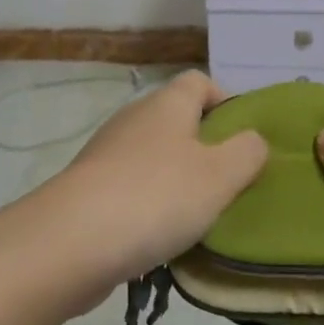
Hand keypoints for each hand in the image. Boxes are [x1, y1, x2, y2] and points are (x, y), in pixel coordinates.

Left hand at [24, 71, 267, 313]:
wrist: (69, 242)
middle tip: (228, 184)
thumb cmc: (156, 197)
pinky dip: (148, 206)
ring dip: (176, 181)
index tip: (244, 139)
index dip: (225, 102)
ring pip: (153, 157)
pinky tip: (159, 239)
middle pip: (177, 120)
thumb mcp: (220, 175)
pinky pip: (130, 189)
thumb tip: (254, 139)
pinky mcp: (88, 190)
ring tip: (198, 219)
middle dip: (204, 148)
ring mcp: (106, 154)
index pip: (199, 81)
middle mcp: (134, 119)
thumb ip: (247, 152)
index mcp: (167, 104)